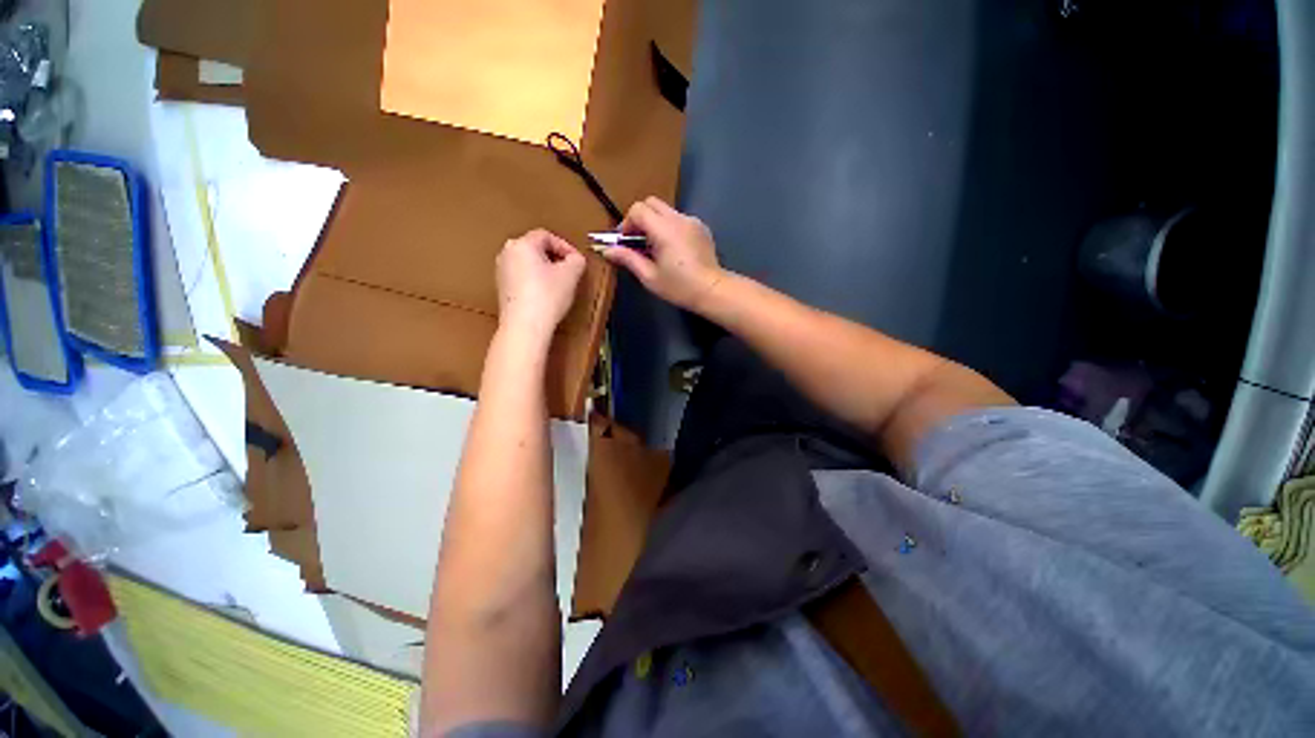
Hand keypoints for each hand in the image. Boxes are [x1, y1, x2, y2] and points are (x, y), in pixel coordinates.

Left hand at [496, 229, 586, 338]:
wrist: (525, 325)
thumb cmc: (546, 297)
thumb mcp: (571, 274)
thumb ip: (577, 260)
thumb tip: (576, 259)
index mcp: (522, 244)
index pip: (546, 236)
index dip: (565, 246)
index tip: (576, 260)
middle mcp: (508, 254)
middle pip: (535, 248)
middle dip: (555, 257)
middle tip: (569, 270)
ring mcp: (502, 271)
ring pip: (528, 263)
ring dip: (545, 269)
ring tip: (559, 283)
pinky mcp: (503, 288)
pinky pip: (522, 277)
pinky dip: (536, 280)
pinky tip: (546, 294)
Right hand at [602, 197, 724, 312]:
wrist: (712, 290)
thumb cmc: (679, 287)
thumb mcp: (650, 277)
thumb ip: (628, 259)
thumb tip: (607, 250)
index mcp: (664, 229)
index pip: (638, 209)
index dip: (627, 223)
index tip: (625, 241)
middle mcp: (678, 219)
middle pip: (651, 203)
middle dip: (640, 218)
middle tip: (637, 241)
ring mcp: (692, 221)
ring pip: (666, 210)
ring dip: (655, 223)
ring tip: (655, 248)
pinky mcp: (701, 227)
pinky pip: (679, 219)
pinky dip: (670, 227)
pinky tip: (673, 249)